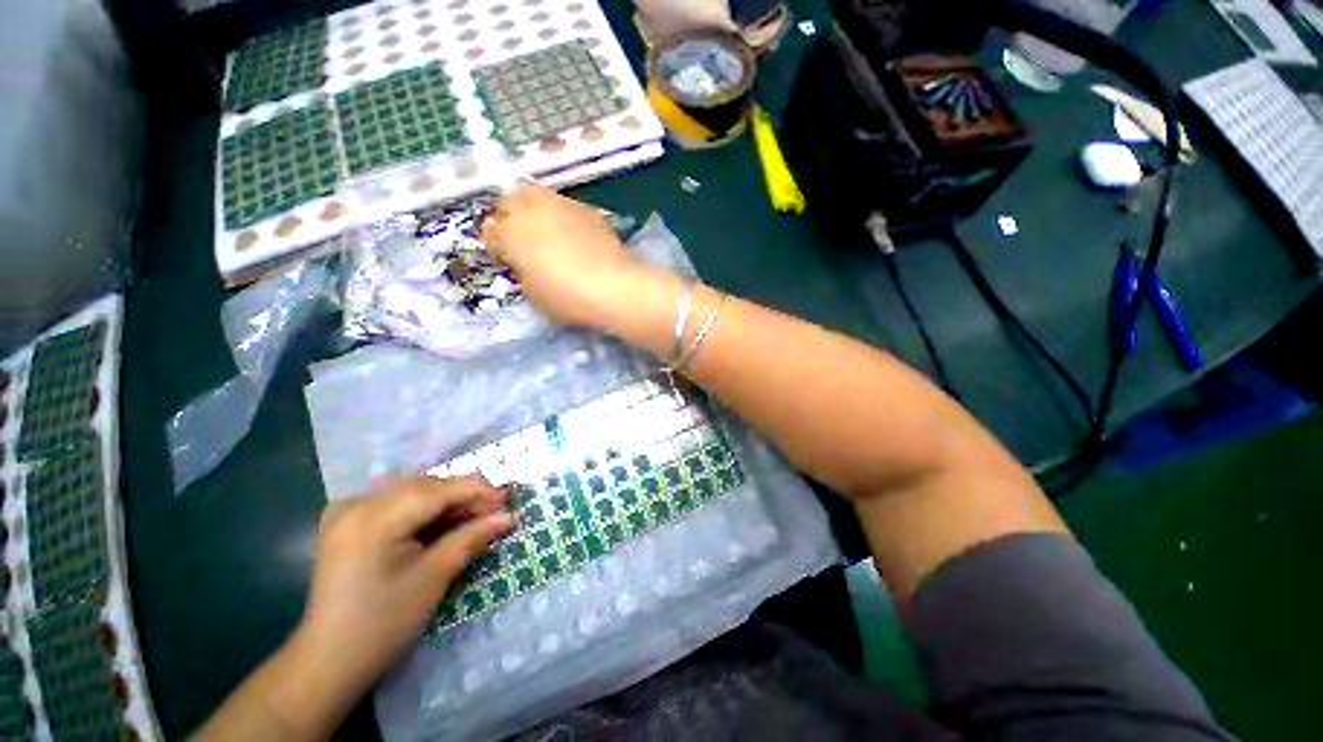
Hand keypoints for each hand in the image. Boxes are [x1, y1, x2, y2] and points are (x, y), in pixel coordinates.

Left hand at [296, 476, 513, 696]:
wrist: (328, 661)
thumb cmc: (383, 624)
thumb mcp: (433, 578)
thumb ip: (471, 538)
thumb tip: (508, 517)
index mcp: (372, 518)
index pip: (437, 491)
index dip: (477, 492)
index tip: (508, 499)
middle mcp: (356, 504)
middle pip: (424, 487)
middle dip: (463, 496)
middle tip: (494, 511)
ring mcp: (347, 511)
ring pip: (412, 492)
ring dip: (446, 501)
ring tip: (473, 517)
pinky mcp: (346, 523)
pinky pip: (395, 503)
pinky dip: (423, 510)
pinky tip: (441, 523)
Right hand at [482, 185, 642, 327]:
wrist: (613, 288)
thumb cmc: (566, 298)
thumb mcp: (532, 294)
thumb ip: (522, 272)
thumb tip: (525, 264)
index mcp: (510, 233)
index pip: (490, 231)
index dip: (496, 245)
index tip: (505, 258)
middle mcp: (532, 209)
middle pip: (510, 201)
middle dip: (511, 216)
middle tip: (523, 238)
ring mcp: (562, 205)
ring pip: (539, 197)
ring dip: (538, 212)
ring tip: (550, 235)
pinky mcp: (589, 210)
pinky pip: (567, 208)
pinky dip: (565, 218)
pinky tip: (576, 237)